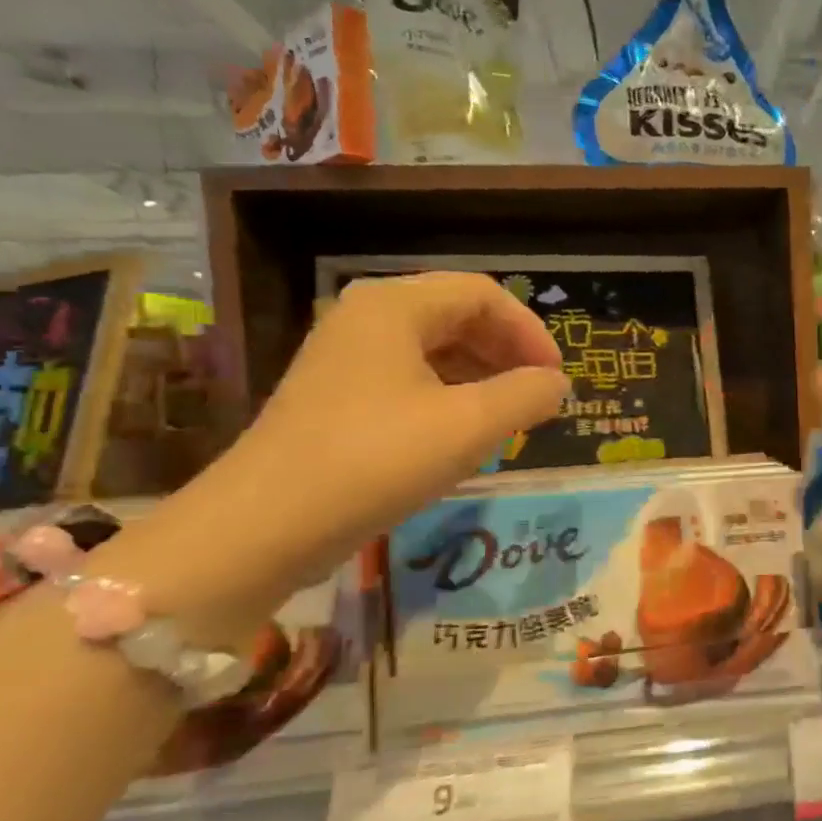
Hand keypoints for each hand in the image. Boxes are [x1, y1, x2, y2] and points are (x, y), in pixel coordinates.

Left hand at [110, 272, 568, 640]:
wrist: (265, 526)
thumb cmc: (377, 460)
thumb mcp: (469, 426)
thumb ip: (526, 395)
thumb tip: (556, 384)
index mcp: (394, 306)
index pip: (483, 294)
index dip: (530, 331)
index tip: (556, 378)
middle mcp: (367, 319)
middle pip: (458, 315)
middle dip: (507, 352)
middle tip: (538, 397)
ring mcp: (348, 358)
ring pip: (435, 349)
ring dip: (483, 376)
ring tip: (511, 417)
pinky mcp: (339, 397)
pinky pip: (411, 379)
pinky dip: (451, 396)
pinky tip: (467, 433)